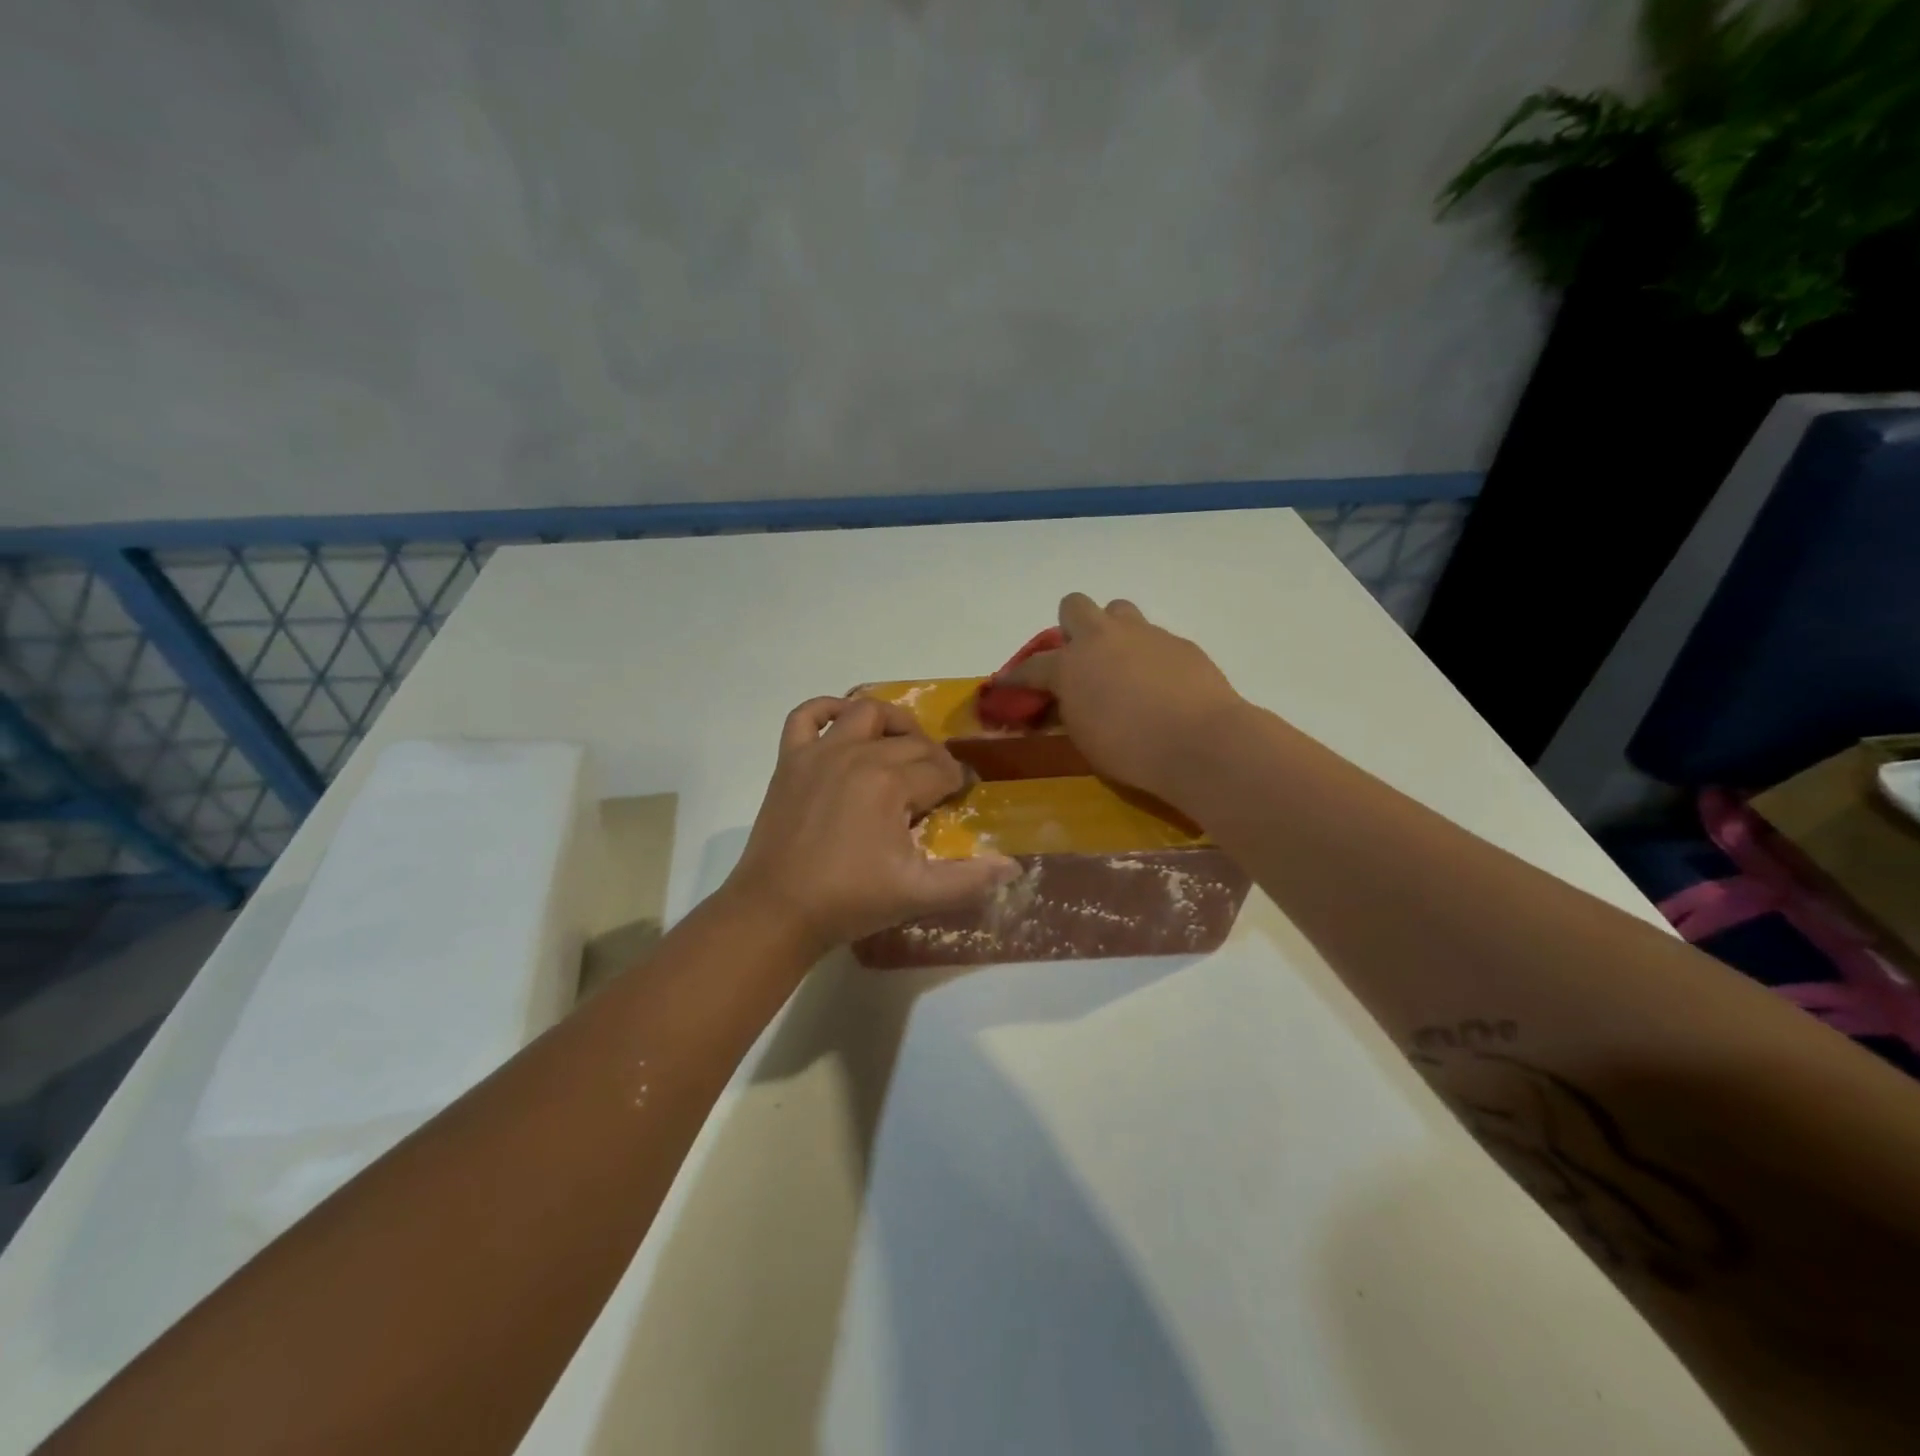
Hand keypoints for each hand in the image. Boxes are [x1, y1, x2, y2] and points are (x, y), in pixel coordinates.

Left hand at [726, 696, 1020, 957]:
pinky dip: (827, 708)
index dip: (955, 783)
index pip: (939, 770)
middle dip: (932, 759)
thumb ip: (969, 880)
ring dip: (893, 723)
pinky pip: (806, 716)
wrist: (777, 911)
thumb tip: (1013, 867)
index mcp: (890, 783)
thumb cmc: (849, 901)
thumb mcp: (918, 894)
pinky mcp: (790, 760)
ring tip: (904, 747)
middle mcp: (857, 755)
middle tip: (936, 786)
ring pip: (866, 712)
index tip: (959, 798)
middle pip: (910, 742)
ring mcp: (819, 753)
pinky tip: (843, 720)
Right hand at [998, 593, 1246, 804]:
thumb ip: (1071, 711)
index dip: (1014, 677)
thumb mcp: (1084, 738)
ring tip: (1122, 663)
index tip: (1003, 683)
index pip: (1030, 666)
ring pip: (1119, 610)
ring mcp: (1144, 635)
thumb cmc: (1131, 750)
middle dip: (1071, 626)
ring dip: (1112, 631)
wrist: (1200, 742)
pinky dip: (1149, 655)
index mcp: (1070, 665)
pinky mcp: (1179, 642)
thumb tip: (1070, 700)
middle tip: (1079, 657)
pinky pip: (1154, 638)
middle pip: (1075, 606)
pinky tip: (1160, 684)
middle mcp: (1103, 639)